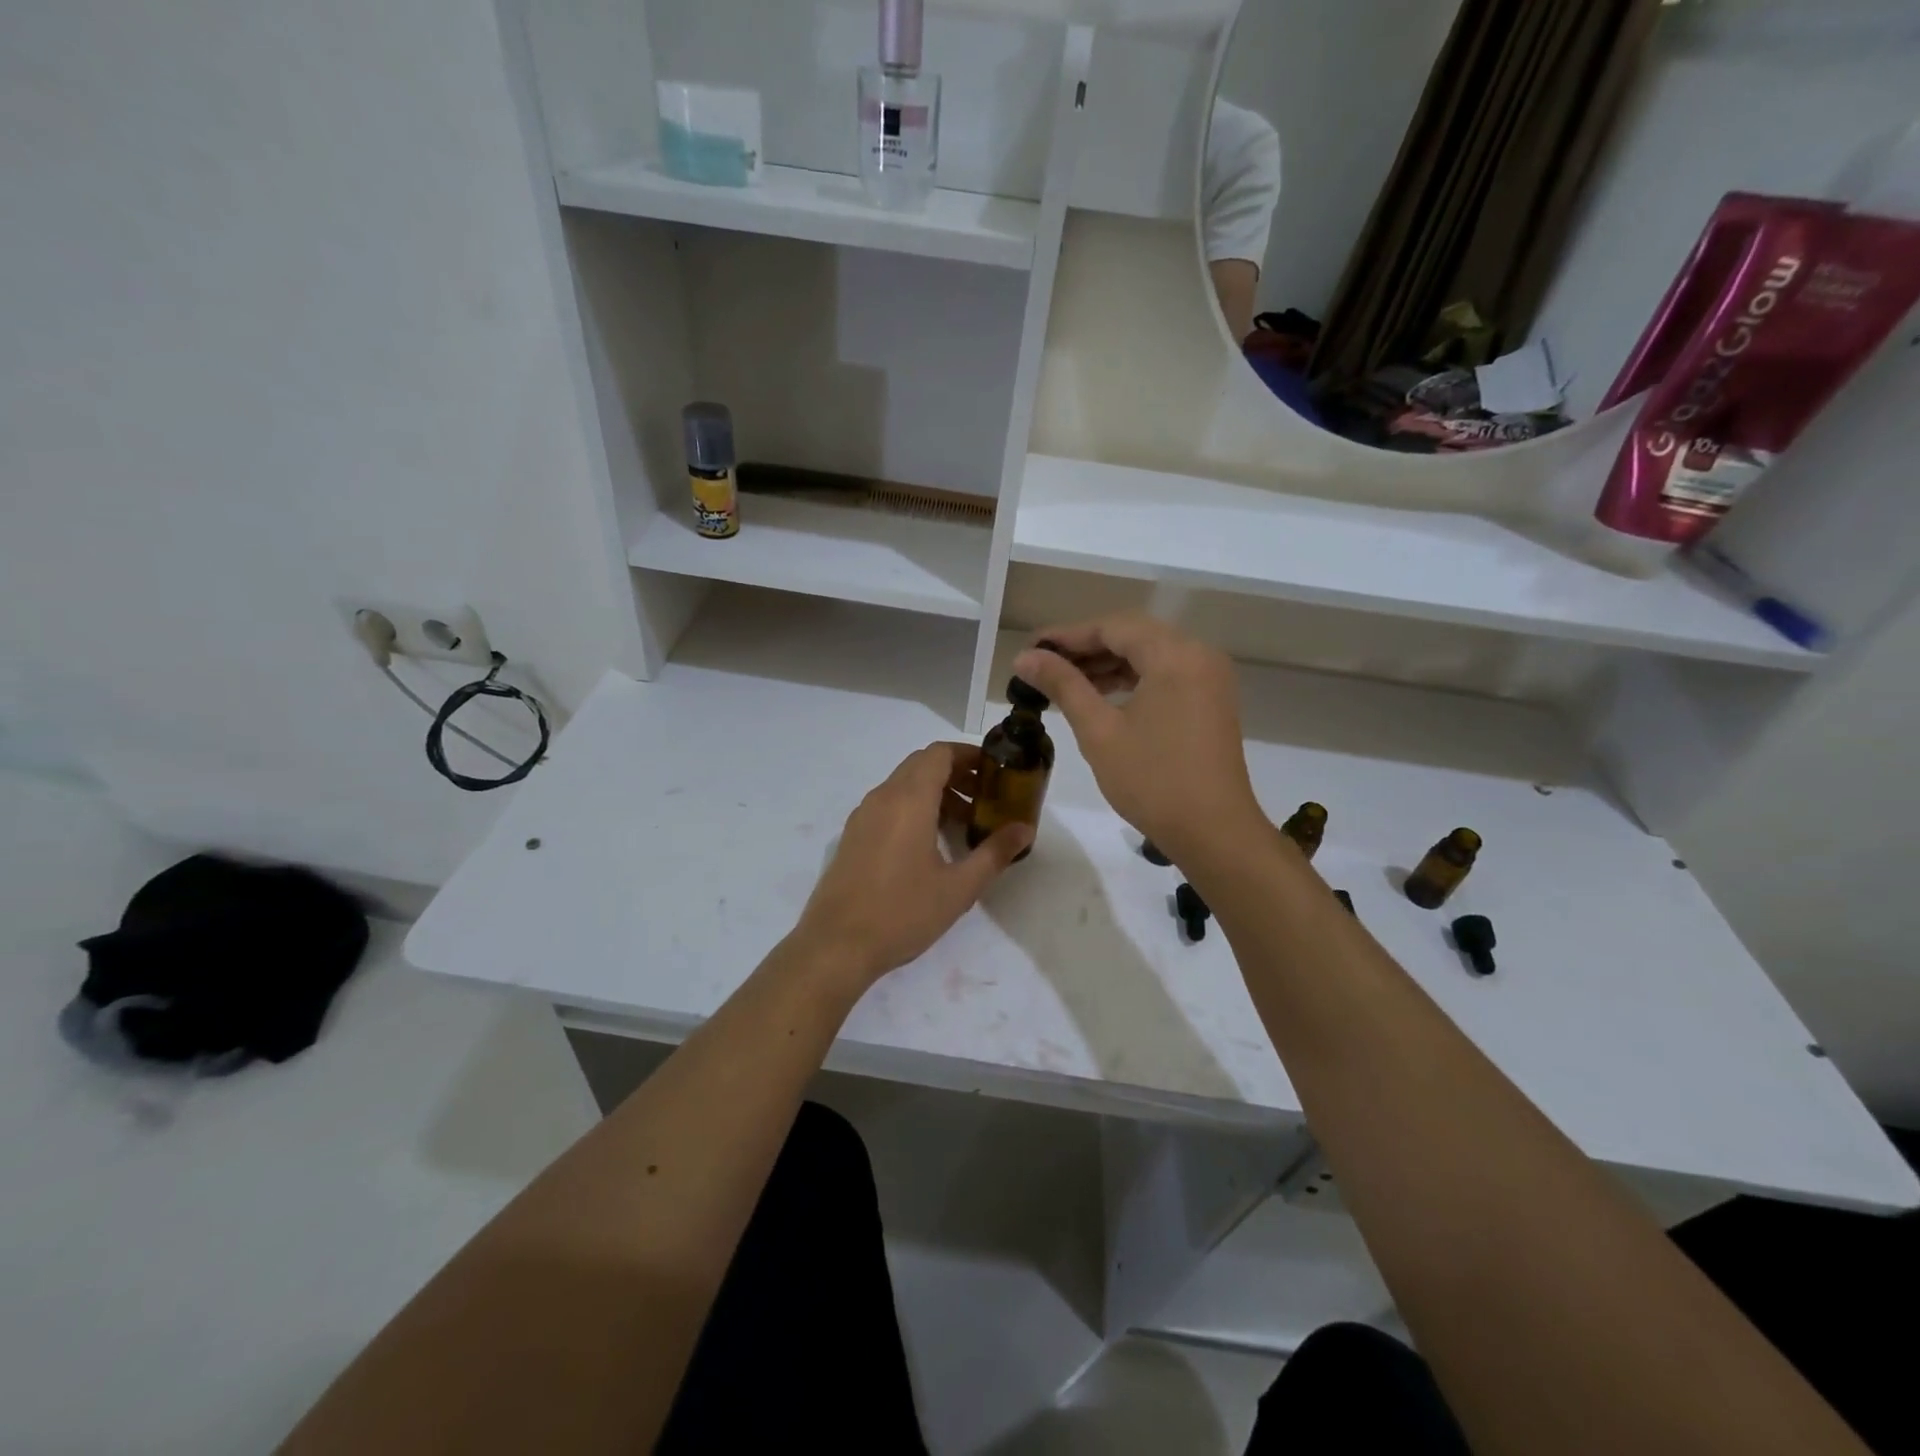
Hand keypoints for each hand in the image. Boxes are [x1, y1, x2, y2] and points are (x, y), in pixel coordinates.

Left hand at [790, 742, 1031, 988]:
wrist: (836, 945)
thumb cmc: (902, 912)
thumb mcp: (959, 887)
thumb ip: (994, 853)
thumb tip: (1025, 829)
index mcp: (909, 799)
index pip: (939, 754)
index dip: (968, 755)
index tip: (994, 772)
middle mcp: (882, 797)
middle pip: (921, 765)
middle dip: (955, 774)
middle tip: (985, 798)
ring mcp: (862, 816)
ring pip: (903, 785)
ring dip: (934, 793)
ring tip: (962, 825)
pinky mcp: (852, 836)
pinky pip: (887, 805)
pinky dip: (913, 808)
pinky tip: (929, 845)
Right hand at [1013, 614, 1261, 864]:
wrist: (1214, 832)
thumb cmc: (1153, 781)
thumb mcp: (1099, 731)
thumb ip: (1063, 685)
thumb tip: (1025, 657)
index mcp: (1174, 655)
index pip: (1112, 627)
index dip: (1067, 635)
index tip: (1030, 650)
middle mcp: (1198, 654)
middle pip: (1133, 635)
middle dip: (1086, 649)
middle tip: (1042, 666)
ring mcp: (1209, 678)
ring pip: (1149, 655)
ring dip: (1107, 664)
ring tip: (1064, 683)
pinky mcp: (1211, 700)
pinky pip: (1165, 674)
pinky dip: (1132, 680)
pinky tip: (1101, 697)